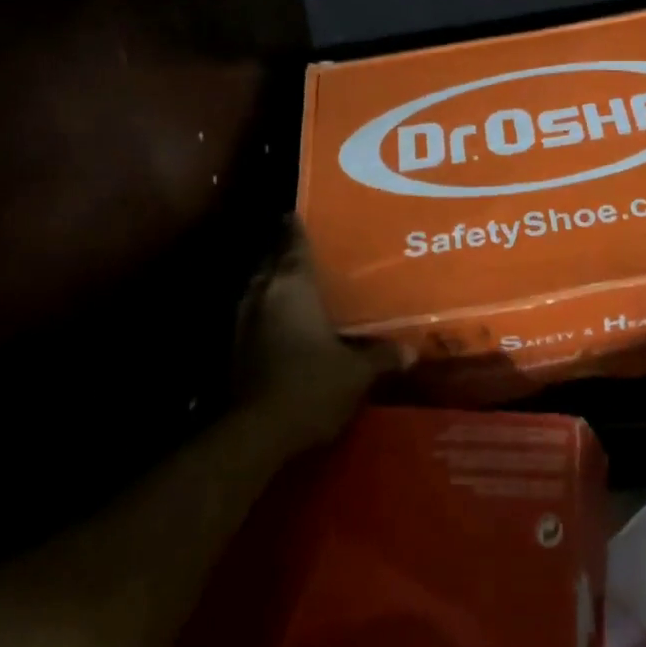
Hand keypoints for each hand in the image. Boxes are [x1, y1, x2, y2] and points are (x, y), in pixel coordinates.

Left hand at [235, 223, 407, 453]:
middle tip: (304, 247)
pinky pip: (252, 315)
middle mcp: (264, 295)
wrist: (257, 433)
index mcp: (293, 286)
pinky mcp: (233, 350)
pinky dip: (265, 311)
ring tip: (293, 281)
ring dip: (271, 282)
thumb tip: (411, 351)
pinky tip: (280, 322)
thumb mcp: (356, 372)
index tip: (297, 212)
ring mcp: (243, 322)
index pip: (293, 244)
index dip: (296, 227)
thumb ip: (381, 356)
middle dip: (283, 253)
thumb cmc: (311, 385)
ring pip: (257, 288)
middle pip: (270, 262)